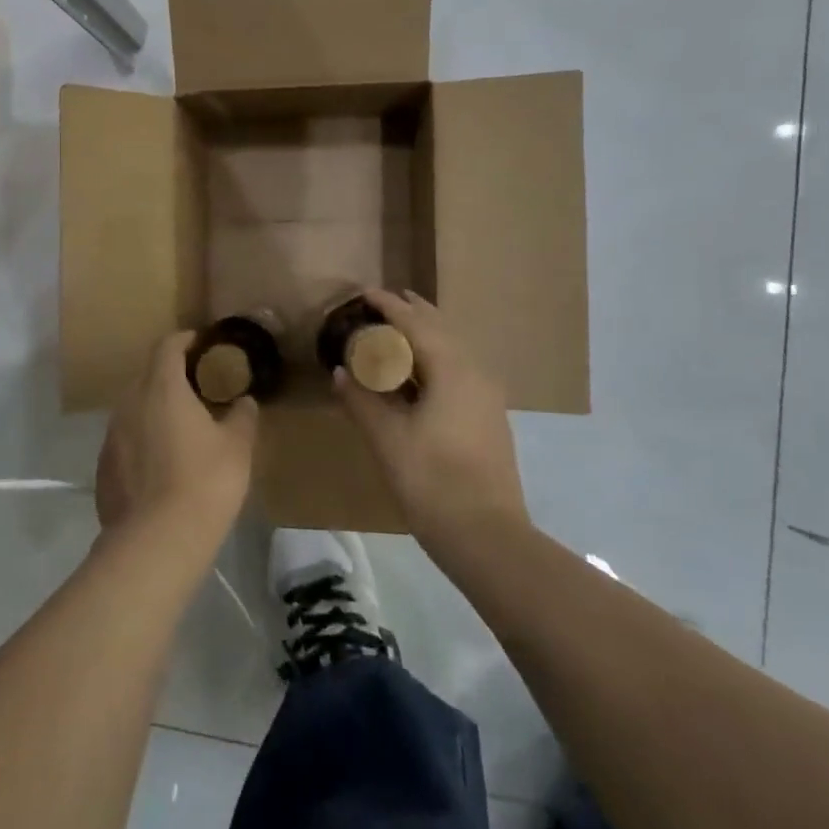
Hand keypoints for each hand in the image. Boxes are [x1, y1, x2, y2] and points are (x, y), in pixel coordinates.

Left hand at [95, 331, 258, 550]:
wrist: (157, 540)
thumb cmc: (205, 482)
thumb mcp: (237, 447)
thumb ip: (242, 416)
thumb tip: (245, 402)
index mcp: (162, 387)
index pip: (167, 345)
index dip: (186, 340)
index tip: (203, 344)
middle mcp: (129, 402)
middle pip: (148, 376)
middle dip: (171, 376)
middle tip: (198, 389)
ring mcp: (111, 435)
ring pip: (134, 408)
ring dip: (155, 410)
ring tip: (181, 427)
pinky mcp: (103, 466)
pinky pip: (125, 440)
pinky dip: (142, 441)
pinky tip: (161, 464)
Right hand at [332, 289, 527, 547]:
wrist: (486, 535)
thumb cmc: (431, 481)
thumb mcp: (387, 438)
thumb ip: (361, 399)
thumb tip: (340, 372)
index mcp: (451, 370)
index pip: (416, 324)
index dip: (389, 306)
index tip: (364, 292)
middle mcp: (474, 372)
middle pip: (441, 329)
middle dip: (412, 313)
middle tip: (382, 303)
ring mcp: (487, 395)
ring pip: (453, 349)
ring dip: (425, 334)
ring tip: (397, 330)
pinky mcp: (488, 416)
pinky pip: (458, 369)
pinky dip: (434, 358)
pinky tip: (418, 373)